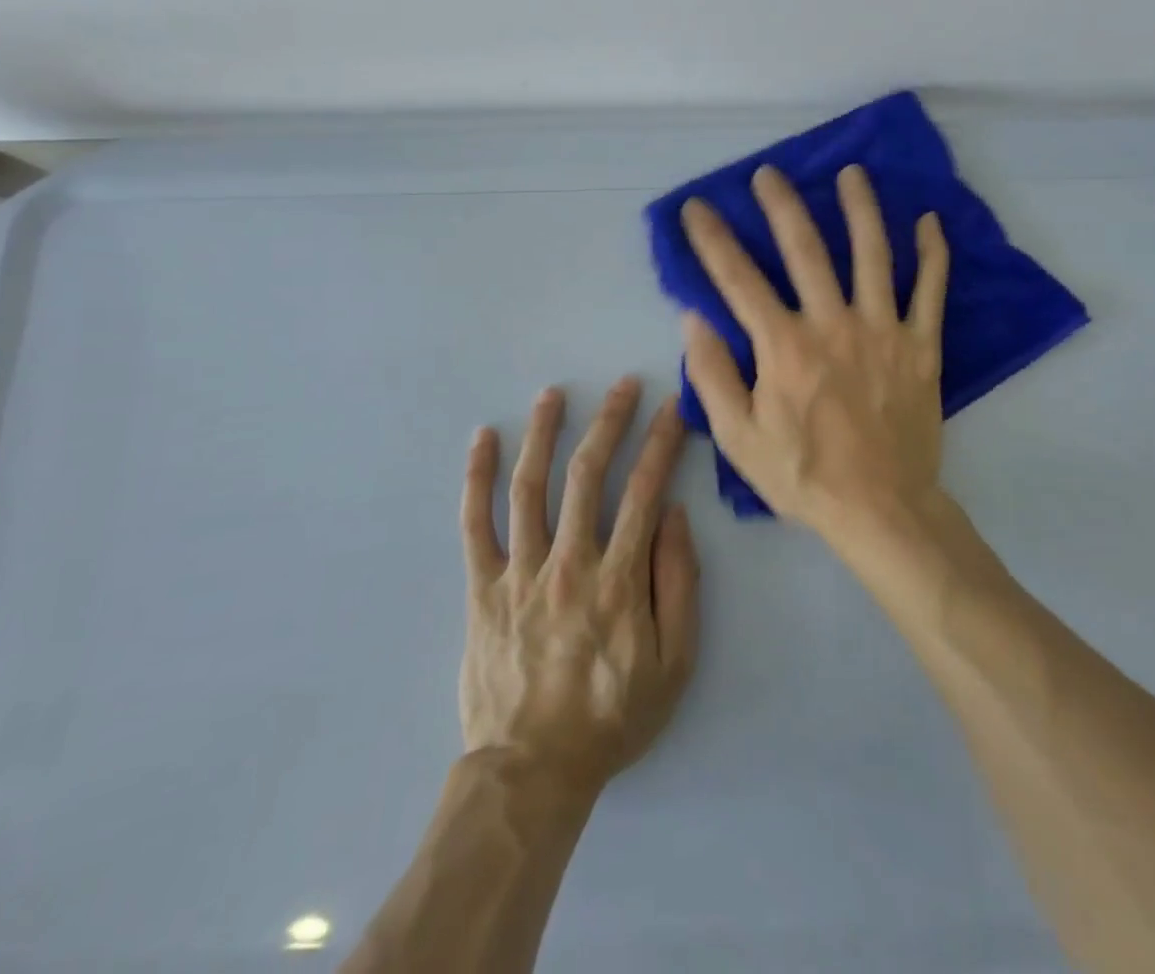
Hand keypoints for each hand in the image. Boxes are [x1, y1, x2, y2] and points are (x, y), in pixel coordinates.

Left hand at [459, 378, 699, 797]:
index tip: (671, 408)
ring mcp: (520, 571)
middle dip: (609, 421)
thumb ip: (678, 584)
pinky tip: (483, 439)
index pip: (644, 490)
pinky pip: (475, 524)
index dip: (660, 443)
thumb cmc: (612, 716)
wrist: (532, 770)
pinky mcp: (482, 587)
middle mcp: (569, 561)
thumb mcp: (674, 663)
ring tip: (553, 393)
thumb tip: (674, 515)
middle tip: (622, 385)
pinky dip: (478, 478)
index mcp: (618, 578)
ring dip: (543, 433)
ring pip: (530, 486)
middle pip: (587, 474)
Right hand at [678, 163, 950, 547]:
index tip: (697, 207)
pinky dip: (932, 254)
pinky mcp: (921, 346)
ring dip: (860, 208)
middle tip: (769, 174)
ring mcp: (882, 330)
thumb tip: (692, 317)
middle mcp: (832, 323)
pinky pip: (930, 290)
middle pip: (805, 249)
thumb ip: (711, 374)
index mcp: (784, 346)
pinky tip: (928, 221)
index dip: (712, 239)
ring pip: (872, 254)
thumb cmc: (803, 475)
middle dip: (781, 206)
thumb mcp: (738, 437)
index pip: (738, 279)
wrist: (881, 509)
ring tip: (851, 173)